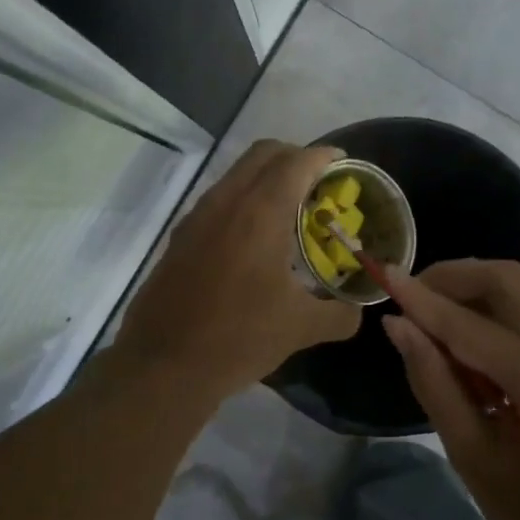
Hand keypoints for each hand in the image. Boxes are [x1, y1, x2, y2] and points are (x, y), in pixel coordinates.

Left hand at [114, 141, 361, 402]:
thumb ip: (339, 314)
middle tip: (319, 182)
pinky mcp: (180, 238)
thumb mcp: (300, 329)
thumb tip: (356, 311)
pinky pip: (218, 200)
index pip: (296, 162)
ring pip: (236, 175)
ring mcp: (196, 218)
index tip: (343, 163)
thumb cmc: (238, 338)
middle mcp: (225, 203)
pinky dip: (243, 201)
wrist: (163, 365)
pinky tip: (255, 239)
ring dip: (266, 178)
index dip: (323, 156)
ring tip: (290, 209)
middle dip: (294, 157)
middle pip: (262, 154)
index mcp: (260, 213)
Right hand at [382, 259, 519, 519]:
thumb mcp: (472, 456)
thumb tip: (398, 326)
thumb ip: (434, 382)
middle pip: (507, 279)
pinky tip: (468, 340)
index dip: (422, 299)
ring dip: (472, 290)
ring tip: (432, 316)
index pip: (470, 324)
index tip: (383, 275)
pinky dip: (494, 310)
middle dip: (452, 277)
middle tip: (410, 296)